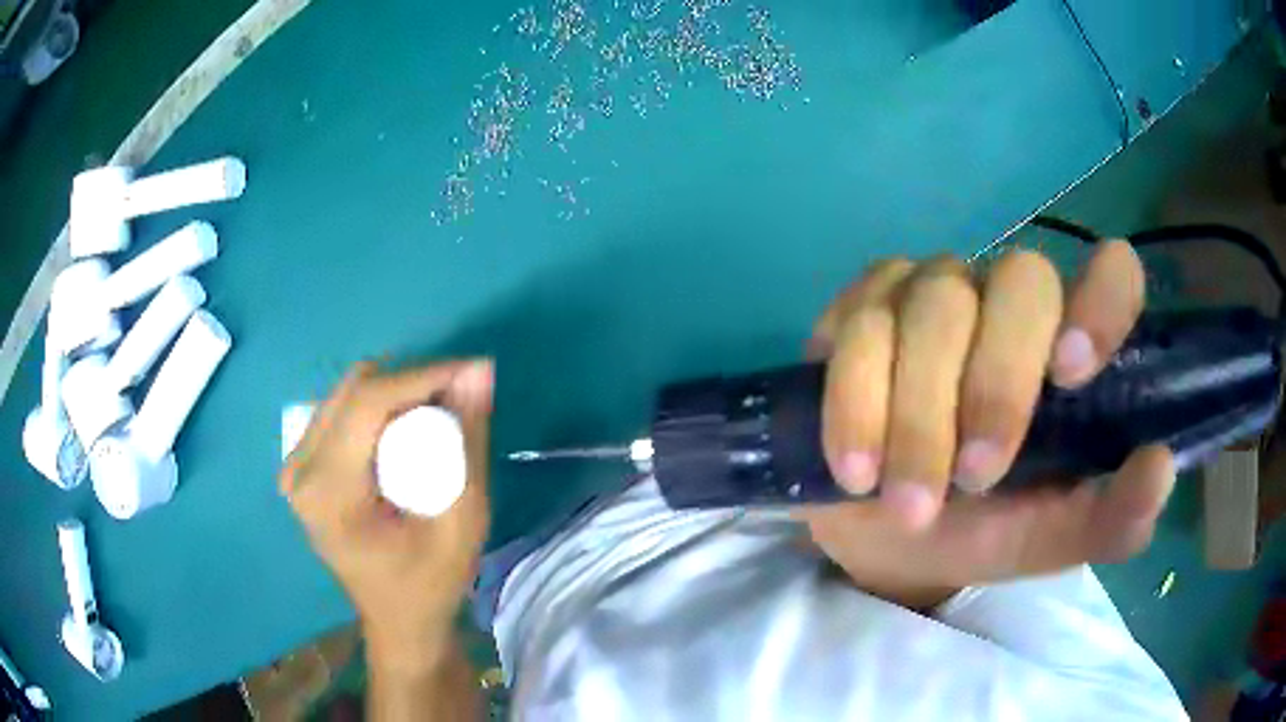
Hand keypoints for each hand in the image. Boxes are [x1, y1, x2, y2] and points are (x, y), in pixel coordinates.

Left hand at [280, 359, 493, 669]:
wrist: (399, 622)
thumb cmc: (431, 583)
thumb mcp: (463, 521)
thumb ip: (469, 443)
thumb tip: (478, 371)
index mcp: (327, 492)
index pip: (366, 403)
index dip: (422, 375)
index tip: (472, 370)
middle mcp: (299, 470)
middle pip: (354, 389)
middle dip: (412, 383)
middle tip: (458, 399)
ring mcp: (295, 466)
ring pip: (348, 393)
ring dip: (397, 394)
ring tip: (437, 416)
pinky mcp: (302, 467)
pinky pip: (342, 411)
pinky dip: (381, 409)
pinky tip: (406, 431)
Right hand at [798, 243, 1175, 607]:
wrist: (884, 539)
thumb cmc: (982, 531)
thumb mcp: (1051, 538)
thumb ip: (1110, 518)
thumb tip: (1160, 468)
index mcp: (1068, 347)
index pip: (1111, 273)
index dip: (1101, 300)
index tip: (1071, 375)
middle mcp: (1009, 300)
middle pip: (1020, 279)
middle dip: (998, 383)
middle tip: (975, 479)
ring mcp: (934, 293)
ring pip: (935, 307)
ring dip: (920, 417)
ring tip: (909, 502)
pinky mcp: (864, 308)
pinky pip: (860, 328)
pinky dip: (857, 405)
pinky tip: (856, 469)